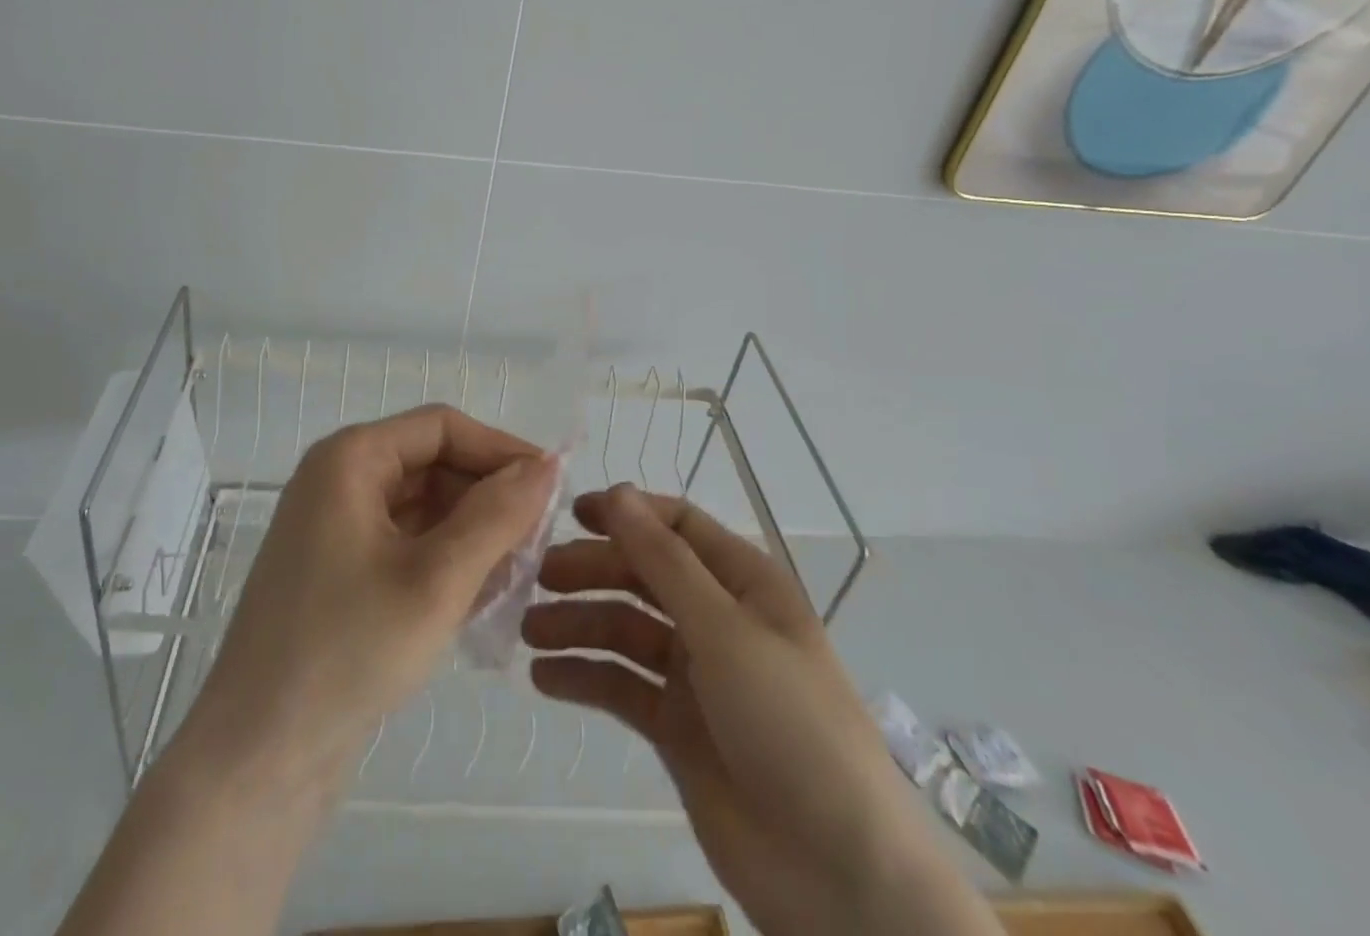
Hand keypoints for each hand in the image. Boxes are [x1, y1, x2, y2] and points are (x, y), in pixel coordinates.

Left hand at [60, 406, 557, 935]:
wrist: (257, 761)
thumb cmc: (348, 652)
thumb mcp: (438, 579)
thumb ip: (498, 515)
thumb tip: (549, 463)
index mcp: (350, 459)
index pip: (442, 427)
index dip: (501, 449)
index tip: (553, 486)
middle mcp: (340, 480)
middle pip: (433, 464)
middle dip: (488, 498)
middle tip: (540, 541)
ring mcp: (337, 527)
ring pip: (424, 507)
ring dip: (473, 533)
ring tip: (519, 575)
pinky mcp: (341, 571)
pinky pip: (407, 543)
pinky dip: (446, 561)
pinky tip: (482, 597)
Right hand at [525, 486, 1000, 935]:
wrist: (839, 876)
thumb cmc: (790, 725)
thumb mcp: (724, 630)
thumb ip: (664, 560)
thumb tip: (617, 493)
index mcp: (744, 583)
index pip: (678, 526)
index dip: (627, 513)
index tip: (570, 514)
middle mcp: (718, 619)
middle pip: (643, 575)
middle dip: (592, 570)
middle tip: (537, 577)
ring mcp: (696, 675)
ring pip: (625, 631)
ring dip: (578, 624)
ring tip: (530, 631)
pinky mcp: (676, 727)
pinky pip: (622, 687)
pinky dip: (584, 677)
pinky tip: (544, 678)